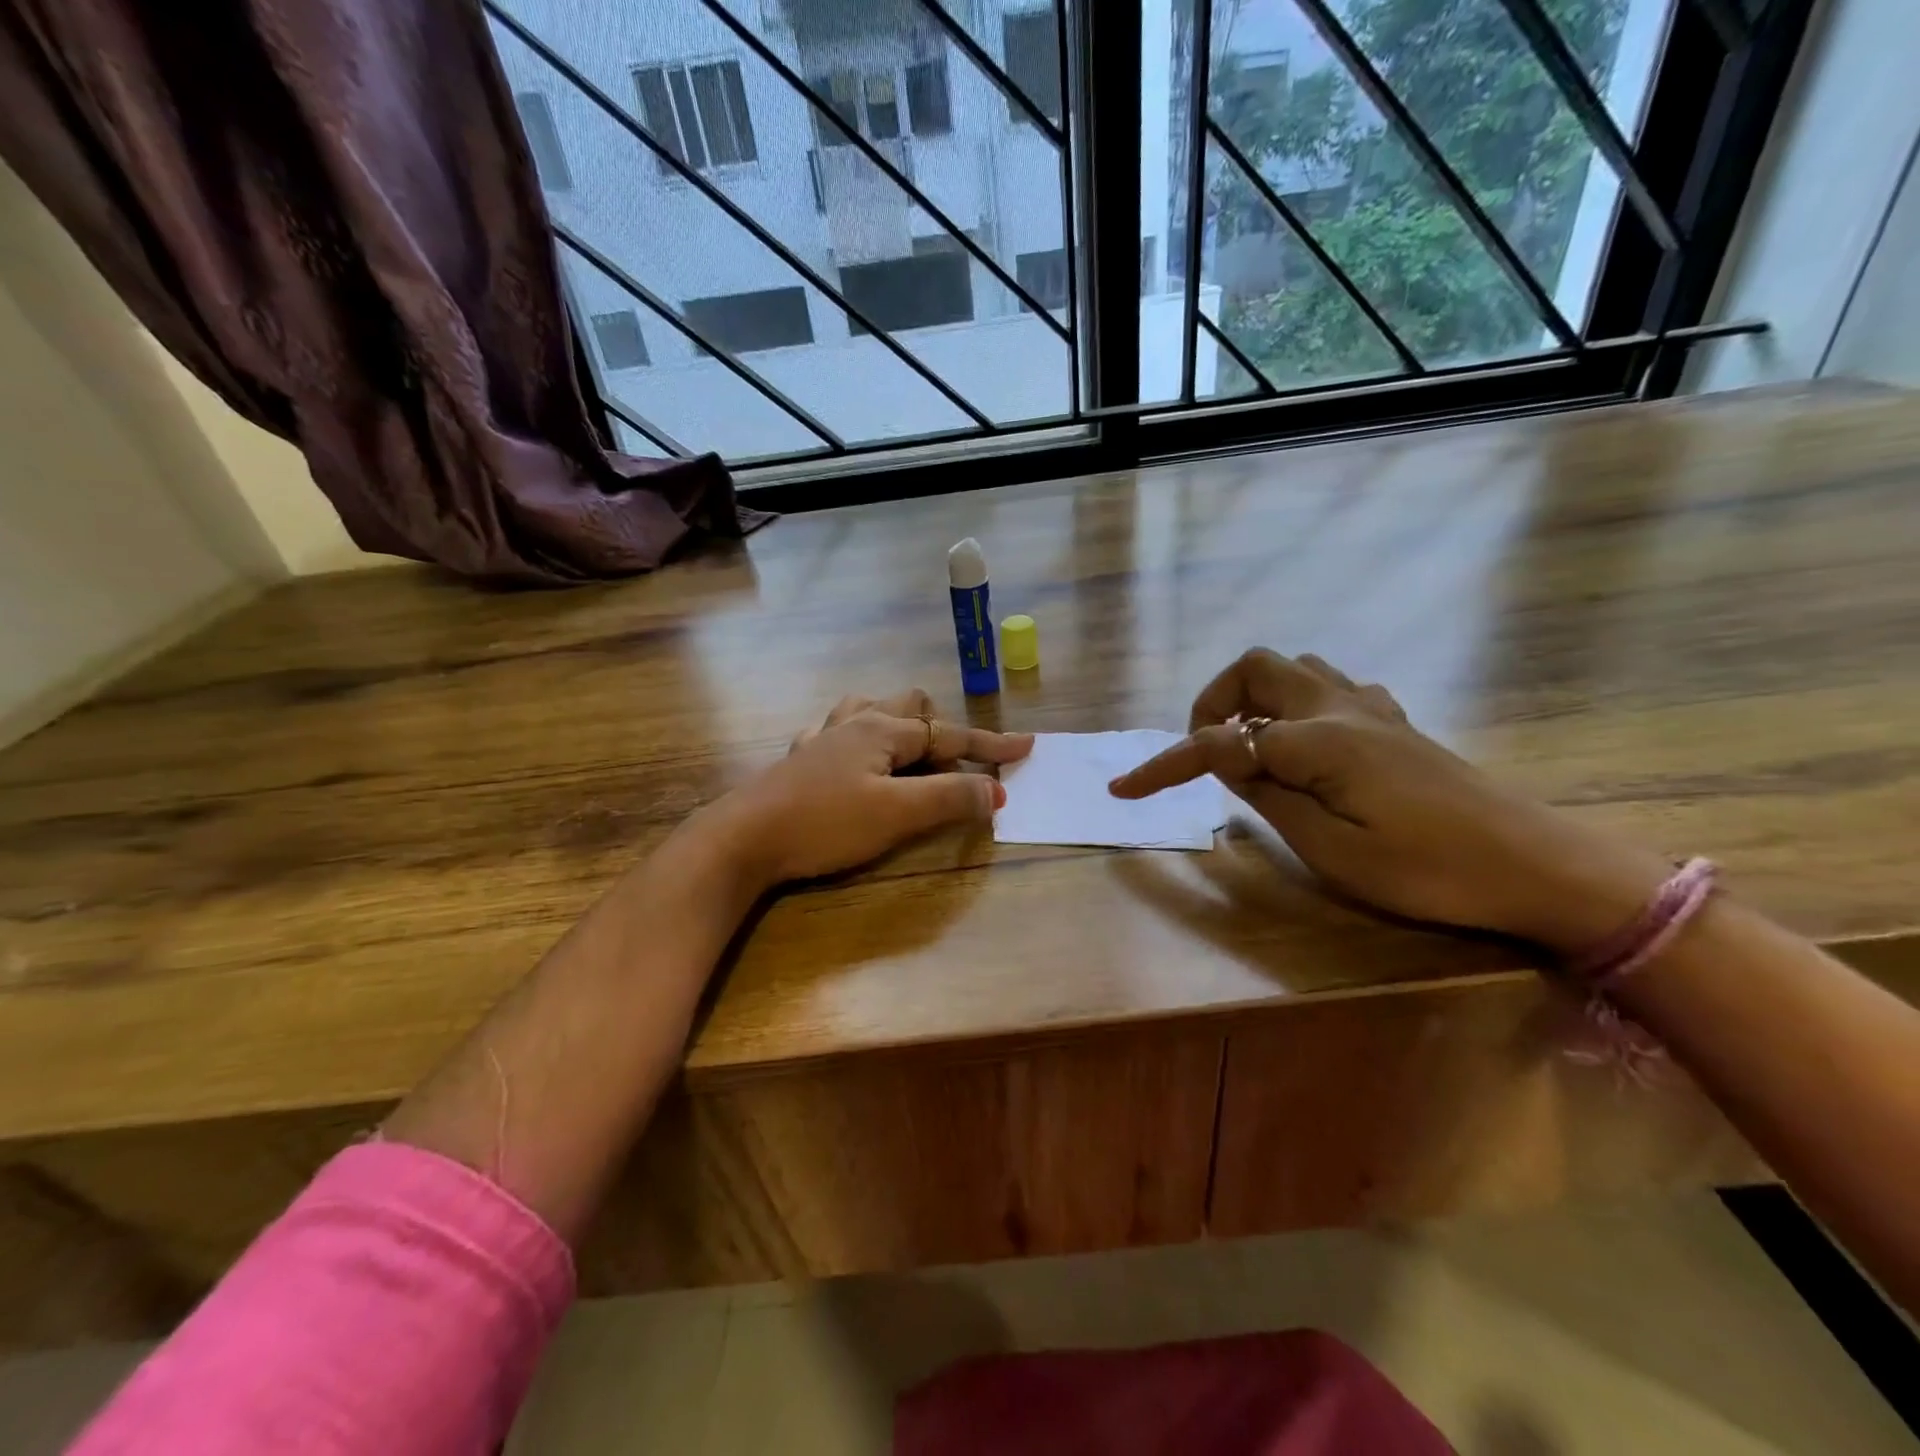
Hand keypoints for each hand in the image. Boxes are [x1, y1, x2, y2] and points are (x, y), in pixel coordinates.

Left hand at [708, 689, 1032, 887]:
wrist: (742, 839)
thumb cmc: (824, 823)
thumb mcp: (896, 814)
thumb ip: (949, 799)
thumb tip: (996, 790)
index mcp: (881, 729)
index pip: (949, 733)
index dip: (990, 743)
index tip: (1026, 747)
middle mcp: (853, 723)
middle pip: (909, 706)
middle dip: (940, 730)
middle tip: (952, 766)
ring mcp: (822, 738)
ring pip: (869, 710)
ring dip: (898, 725)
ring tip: (908, 754)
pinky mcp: (799, 760)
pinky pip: (835, 731)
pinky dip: (858, 738)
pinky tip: (851, 758)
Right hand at [1109, 650, 1670, 954]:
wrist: (1538, 867)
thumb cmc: (1429, 870)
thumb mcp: (1331, 849)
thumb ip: (1268, 795)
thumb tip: (1226, 759)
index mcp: (1318, 740)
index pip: (1219, 743)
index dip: (1164, 765)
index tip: (1122, 789)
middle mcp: (1340, 708)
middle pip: (1256, 667)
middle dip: (1213, 701)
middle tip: (1205, 752)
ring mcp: (1372, 710)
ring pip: (1294, 669)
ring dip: (1255, 697)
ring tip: (1248, 748)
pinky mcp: (1394, 723)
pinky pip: (1328, 688)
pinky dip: (1294, 705)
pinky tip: (1302, 748)